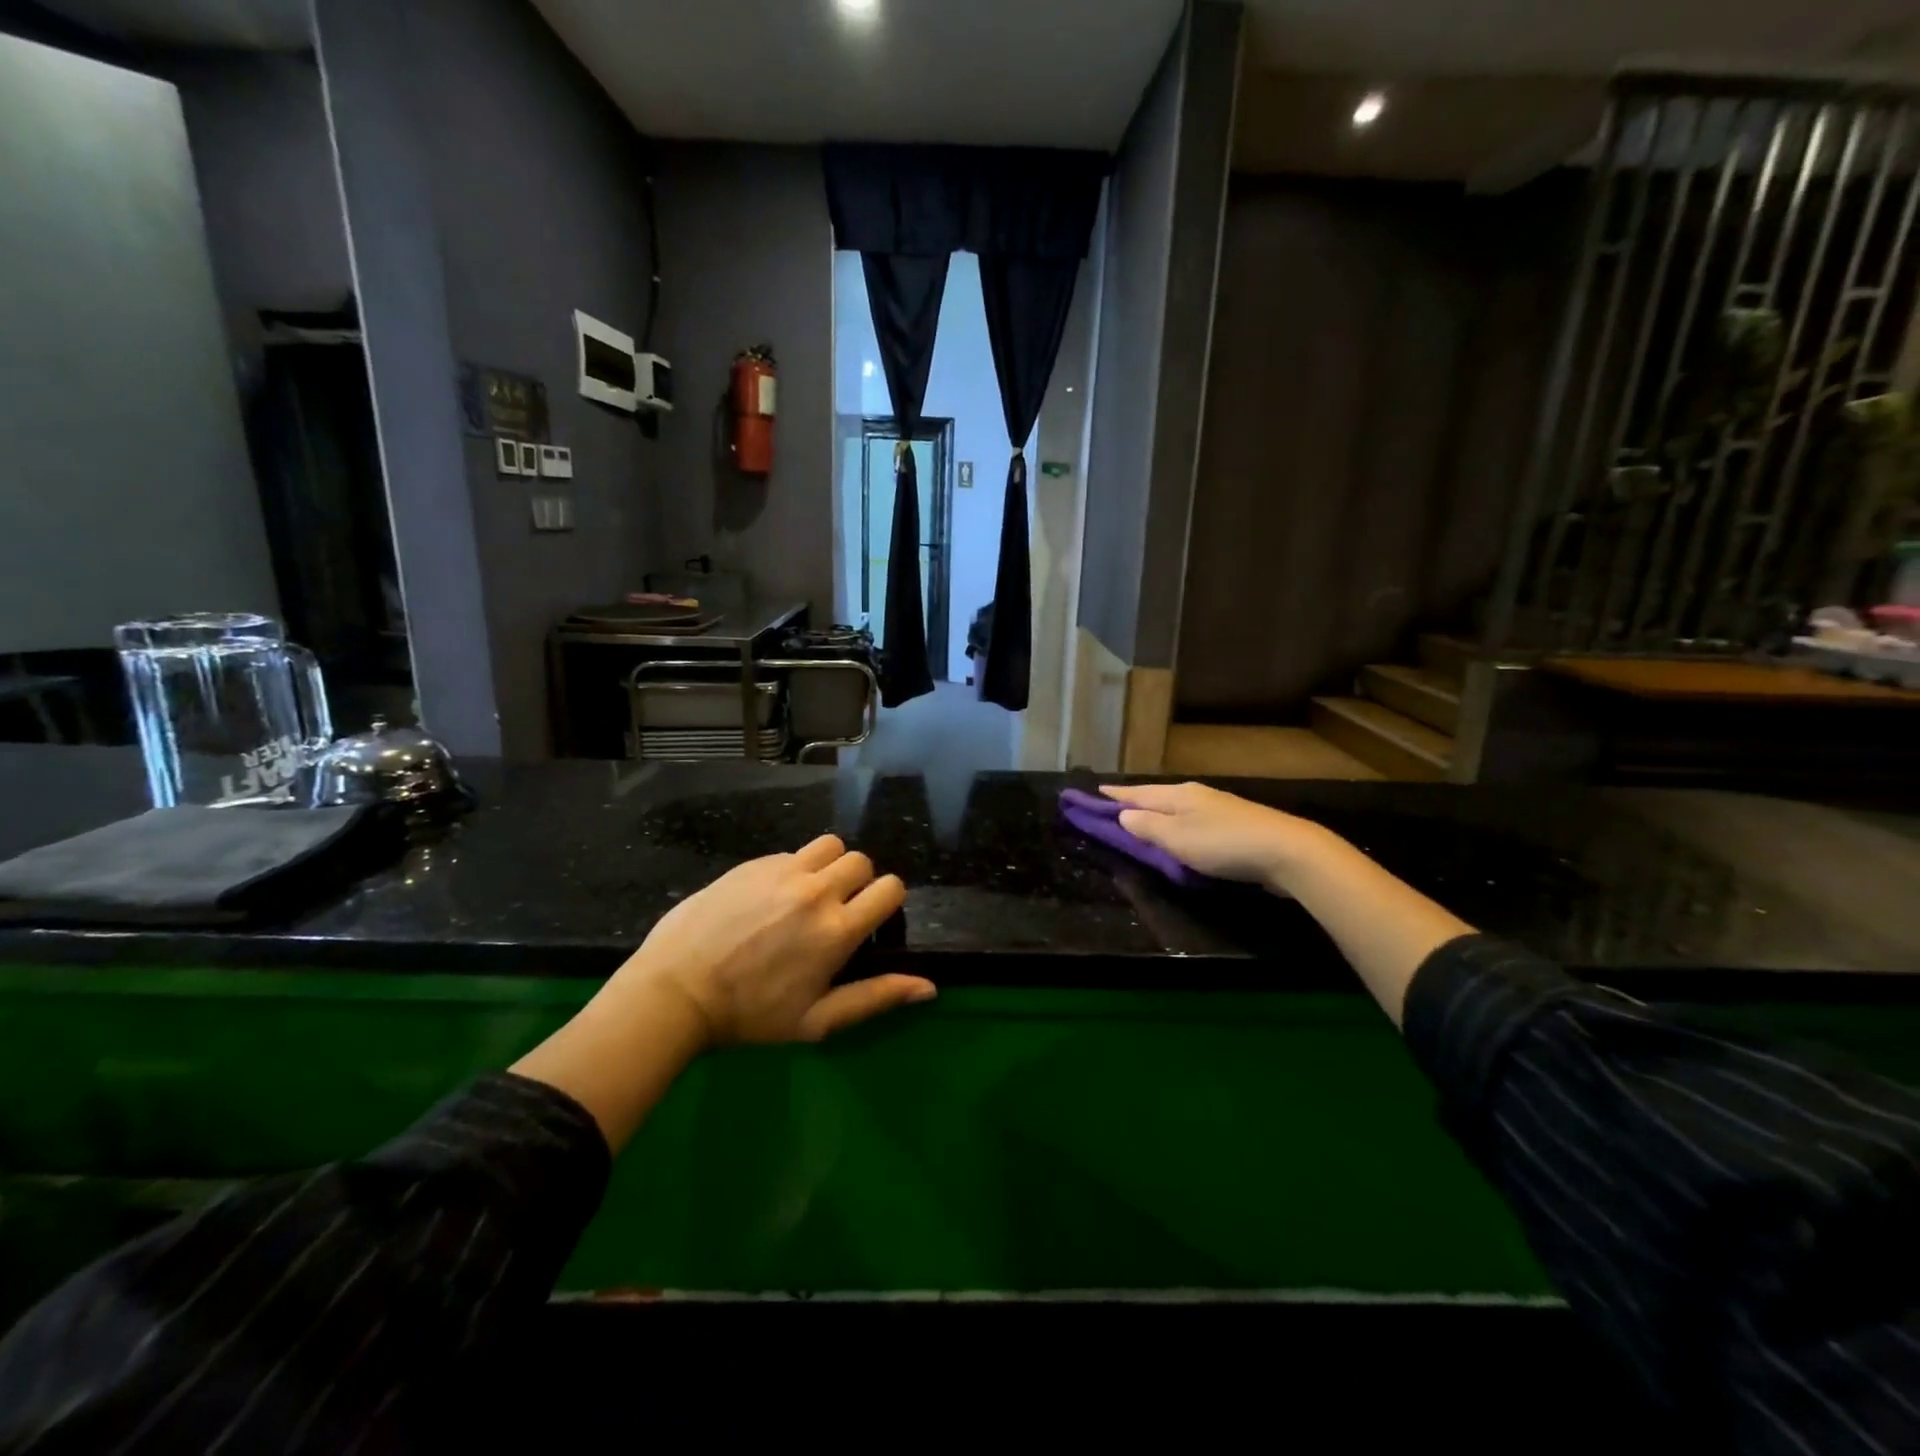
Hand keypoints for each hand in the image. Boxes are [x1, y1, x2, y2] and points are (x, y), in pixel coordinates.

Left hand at [614, 834, 930, 1045]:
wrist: (677, 991)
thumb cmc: (751, 1015)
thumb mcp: (817, 1021)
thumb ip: (876, 997)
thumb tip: (929, 987)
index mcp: (838, 929)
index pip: (891, 888)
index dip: (887, 902)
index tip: (869, 921)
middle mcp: (817, 890)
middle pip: (862, 861)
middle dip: (859, 883)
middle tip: (837, 911)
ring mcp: (783, 871)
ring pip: (830, 845)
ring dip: (830, 865)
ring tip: (809, 893)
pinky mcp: (754, 862)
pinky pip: (791, 852)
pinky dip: (794, 868)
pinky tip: (771, 897)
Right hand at [1100, 782, 1333, 889]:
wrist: (1286, 850)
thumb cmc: (1223, 843)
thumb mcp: (1176, 838)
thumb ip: (1147, 827)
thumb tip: (1123, 815)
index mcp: (1178, 795)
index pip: (1137, 793)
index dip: (1115, 795)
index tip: (1094, 791)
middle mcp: (1196, 795)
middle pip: (1157, 797)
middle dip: (1135, 801)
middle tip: (1113, 806)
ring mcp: (1218, 808)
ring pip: (1177, 808)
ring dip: (1157, 814)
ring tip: (1142, 820)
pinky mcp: (1235, 826)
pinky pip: (1194, 822)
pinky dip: (1179, 826)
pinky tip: (1181, 834)